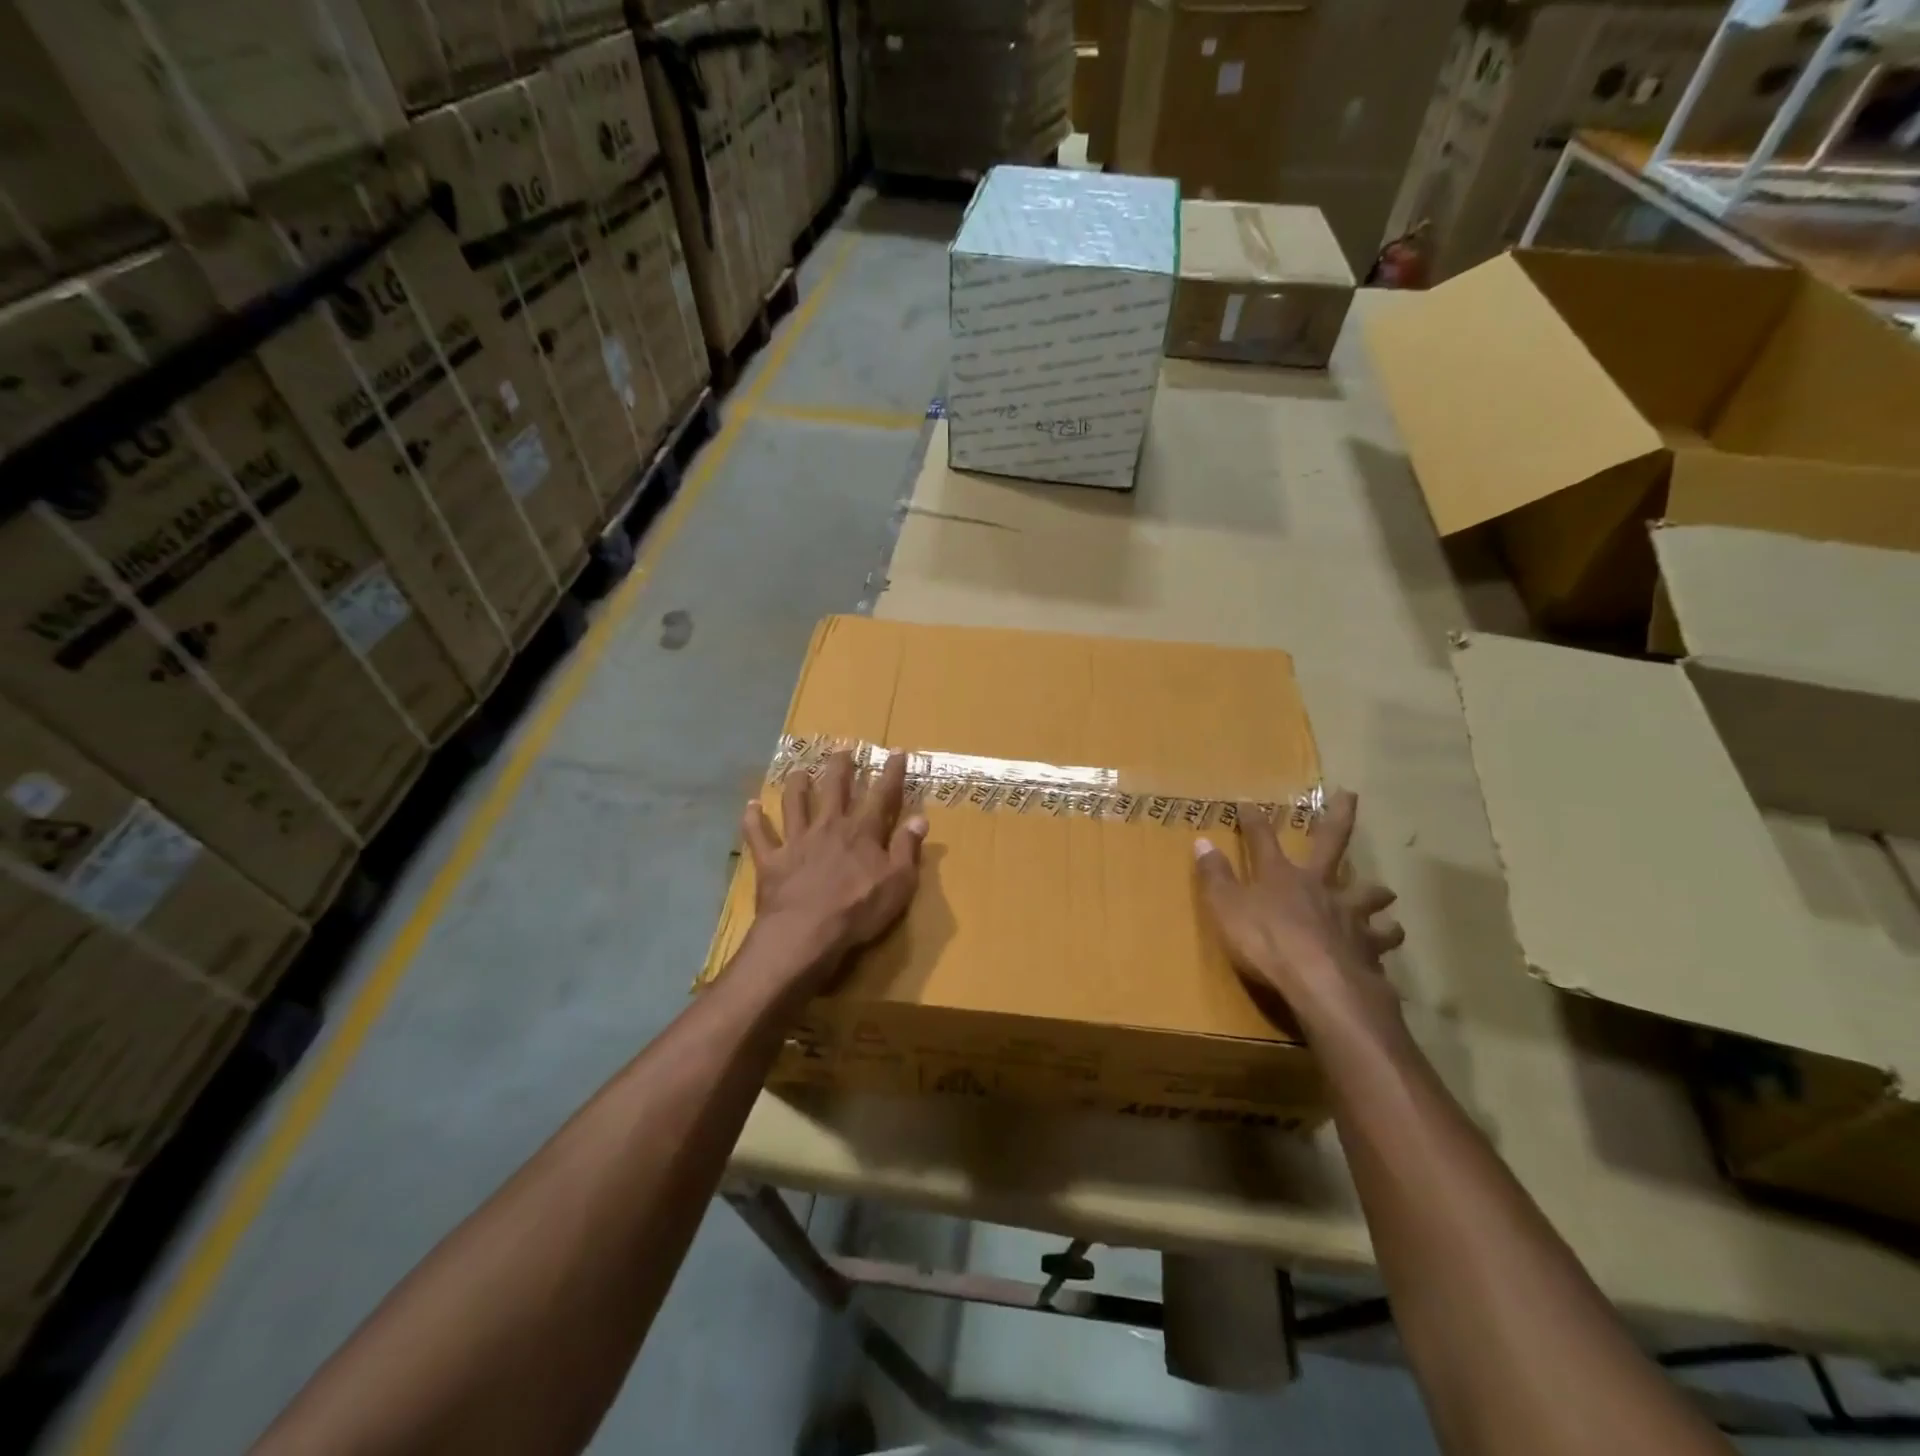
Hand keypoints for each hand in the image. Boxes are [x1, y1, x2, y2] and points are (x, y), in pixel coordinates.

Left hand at [741, 750, 927, 986]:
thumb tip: (919, 818)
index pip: (881, 795)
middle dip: (840, 766)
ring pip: (794, 803)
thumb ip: (907, 849)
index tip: (895, 751)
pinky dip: (752, 819)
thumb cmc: (858, 910)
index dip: (891, 772)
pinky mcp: (771, 860)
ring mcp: (796, 841)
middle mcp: (828, 826)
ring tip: (798, 770)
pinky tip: (750, 806)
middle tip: (842, 747)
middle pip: (834, 788)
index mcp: (862, 832)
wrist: (805, 933)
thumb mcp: (898, 883)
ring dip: (796, 785)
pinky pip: (758, 835)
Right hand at [1193, 790, 1404, 1036]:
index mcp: (1281, 876)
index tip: (1248, 802)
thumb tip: (1202, 842)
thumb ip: (1215, 877)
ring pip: (1369, 894)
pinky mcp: (1370, 947)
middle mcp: (1319, 886)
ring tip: (1384, 894)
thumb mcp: (1226, 909)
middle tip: (1350, 794)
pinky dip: (1387, 937)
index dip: (1254, 821)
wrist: (1322, 985)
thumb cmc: (1266, 944)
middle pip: (1331, 843)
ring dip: (1375, 892)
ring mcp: (1349, 915)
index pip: (1263, 840)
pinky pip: (1384, 939)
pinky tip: (1389, 940)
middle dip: (1338, 817)